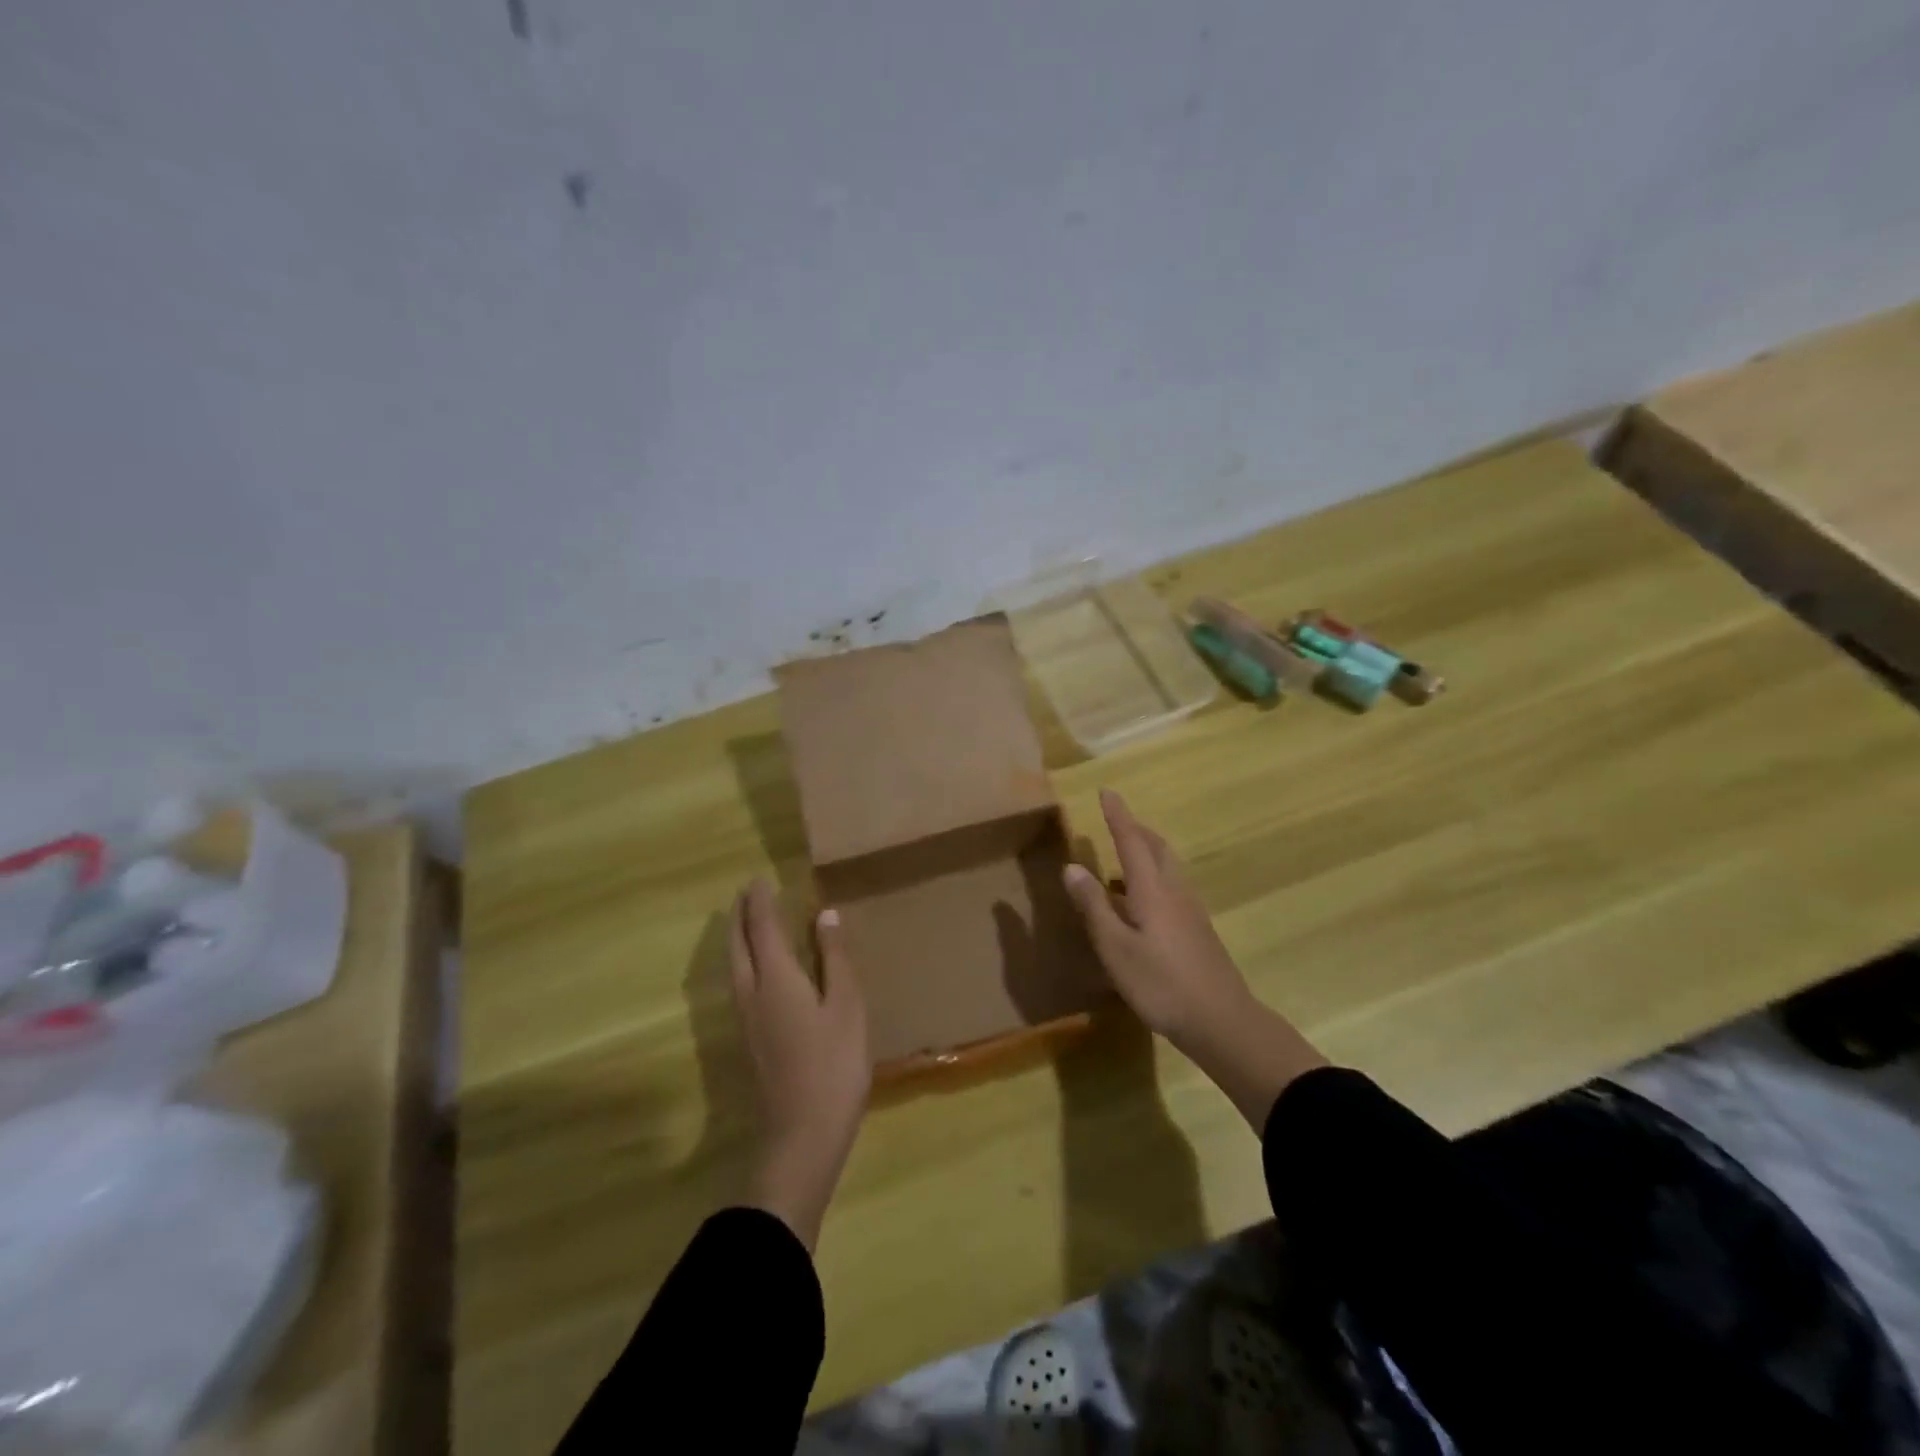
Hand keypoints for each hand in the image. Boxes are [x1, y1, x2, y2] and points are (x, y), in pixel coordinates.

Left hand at [729, 878, 869, 1249]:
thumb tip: (825, 915)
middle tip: (747, 894)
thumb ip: (836, 959)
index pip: (762, 928)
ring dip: (737, 938)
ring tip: (746, 922)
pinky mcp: (749, 1041)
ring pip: (733, 966)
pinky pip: (738, 984)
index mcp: (776, 979)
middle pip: (737, 945)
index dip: (760, 902)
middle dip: (739, 916)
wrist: (800, 1137)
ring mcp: (745, 1020)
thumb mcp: (847, 1007)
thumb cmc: (832, 1066)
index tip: (759, 879)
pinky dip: (743, 962)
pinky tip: (755, 971)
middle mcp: (751, 993)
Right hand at [1063, 789, 1326, 1128]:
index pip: (1131, 841)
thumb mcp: (1116, 948)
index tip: (1107, 791)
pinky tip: (1141, 903)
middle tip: (1116, 821)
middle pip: (1156, 848)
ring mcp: (1191, 911)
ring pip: (1168, 868)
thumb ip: (1093, 907)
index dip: (1118, 816)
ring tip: (1123, 859)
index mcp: (1152, 890)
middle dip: (1136, 830)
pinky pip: (1172, 887)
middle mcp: (1174, 891)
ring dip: (1146, 852)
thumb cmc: (1161, 984)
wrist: (1221, 1021)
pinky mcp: (1197, 930)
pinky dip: (1153, 878)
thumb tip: (1072, 867)